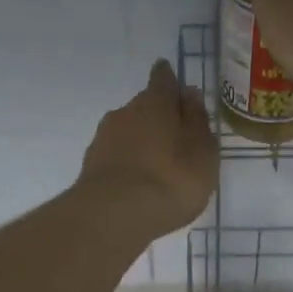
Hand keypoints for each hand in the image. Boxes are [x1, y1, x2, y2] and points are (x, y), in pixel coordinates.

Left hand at [77, 60, 218, 236]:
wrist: (115, 214)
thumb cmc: (171, 178)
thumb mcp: (202, 151)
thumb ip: (197, 121)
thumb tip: (189, 93)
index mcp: (155, 102)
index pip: (163, 79)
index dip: (169, 78)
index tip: (171, 77)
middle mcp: (125, 112)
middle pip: (144, 106)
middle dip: (158, 115)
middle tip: (175, 133)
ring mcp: (103, 138)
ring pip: (128, 131)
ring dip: (142, 140)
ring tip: (158, 162)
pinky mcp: (91, 165)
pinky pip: (116, 155)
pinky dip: (128, 161)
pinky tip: (138, 179)